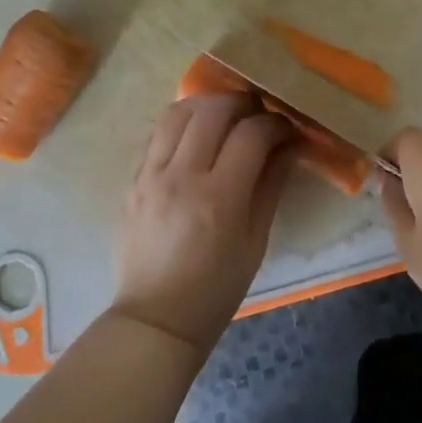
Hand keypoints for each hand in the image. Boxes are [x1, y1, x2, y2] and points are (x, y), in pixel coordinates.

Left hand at [112, 96, 294, 353]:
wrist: (155, 319)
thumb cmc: (216, 289)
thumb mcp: (256, 242)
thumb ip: (271, 187)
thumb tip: (288, 146)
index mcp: (219, 198)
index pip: (251, 134)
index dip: (275, 124)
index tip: (287, 129)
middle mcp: (181, 177)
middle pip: (212, 111)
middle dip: (242, 103)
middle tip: (258, 113)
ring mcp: (150, 175)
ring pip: (178, 112)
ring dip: (207, 105)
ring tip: (225, 116)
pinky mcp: (133, 180)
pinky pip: (158, 134)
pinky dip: (182, 124)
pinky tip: (197, 137)